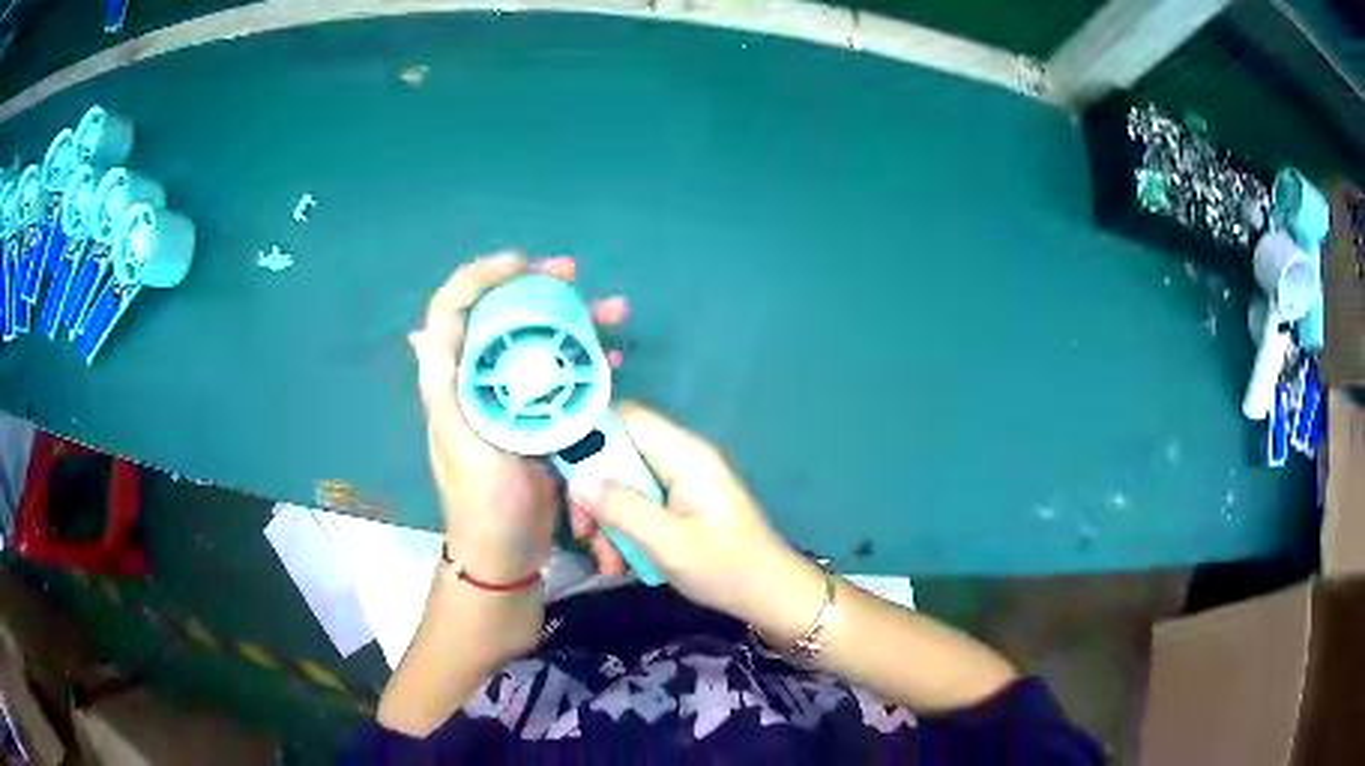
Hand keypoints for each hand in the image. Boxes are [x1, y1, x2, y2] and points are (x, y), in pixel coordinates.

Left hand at [409, 253, 630, 583]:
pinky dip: (589, 365)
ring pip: (540, 343)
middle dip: (538, 289)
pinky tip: (614, 362)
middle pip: (503, 317)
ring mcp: (514, 398)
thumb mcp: (461, 448)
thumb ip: (445, 393)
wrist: (508, 553)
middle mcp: (480, 381)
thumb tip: (425, 333)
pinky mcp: (541, 418)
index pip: (453, 311)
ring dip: (575, 322)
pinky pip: (565, 379)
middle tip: (574, 275)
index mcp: (453, 382)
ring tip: (613, 312)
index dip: (480, 278)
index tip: (522, 266)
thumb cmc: (482, 504)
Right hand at [566, 404, 821, 634]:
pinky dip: (625, 531)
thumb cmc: (726, 569)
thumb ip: (621, 508)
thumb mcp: (668, 543)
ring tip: (607, 562)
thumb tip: (577, 477)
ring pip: (624, 484)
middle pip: (618, 455)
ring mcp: (681, 482)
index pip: (626, 418)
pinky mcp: (680, 504)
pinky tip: (621, 565)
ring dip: (607, 521)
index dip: (588, 435)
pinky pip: (639, 505)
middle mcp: (681, 459)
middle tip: (584, 535)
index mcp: (684, 455)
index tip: (562, 472)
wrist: (771, 596)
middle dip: (594, 494)